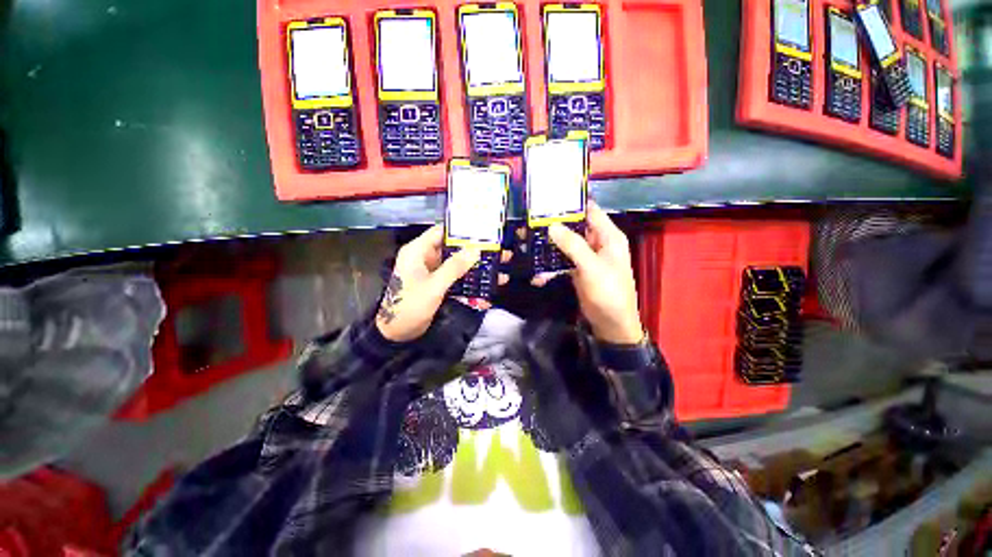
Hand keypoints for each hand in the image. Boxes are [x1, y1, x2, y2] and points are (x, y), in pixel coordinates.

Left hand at [376, 225, 509, 341]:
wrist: (396, 334)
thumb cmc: (410, 306)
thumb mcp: (434, 286)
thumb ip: (454, 267)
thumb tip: (476, 250)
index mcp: (418, 251)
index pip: (441, 231)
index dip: (462, 230)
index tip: (485, 231)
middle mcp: (426, 258)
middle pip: (454, 249)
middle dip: (477, 252)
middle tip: (500, 253)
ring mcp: (433, 272)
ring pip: (458, 266)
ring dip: (477, 270)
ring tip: (500, 271)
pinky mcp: (438, 285)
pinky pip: (457, 280)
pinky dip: (470, 285)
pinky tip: (487, 292)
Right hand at [532, 202, 644, 344]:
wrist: (611, 324)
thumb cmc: (608, 292)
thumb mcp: (591, 267)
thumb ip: (573, 245)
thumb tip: (552, 226)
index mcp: (609, 236)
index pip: (590, 211)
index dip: (572, 203)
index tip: (549, 199)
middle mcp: (598, 243)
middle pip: (575, 226)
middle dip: (555, 224)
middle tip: (531, 220)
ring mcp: (587, 257)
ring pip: (567, 243)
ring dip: (550, 244)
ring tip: (528, 239)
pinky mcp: (578, 269)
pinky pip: (563, 260)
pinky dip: (551, 263)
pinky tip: (537, 269)